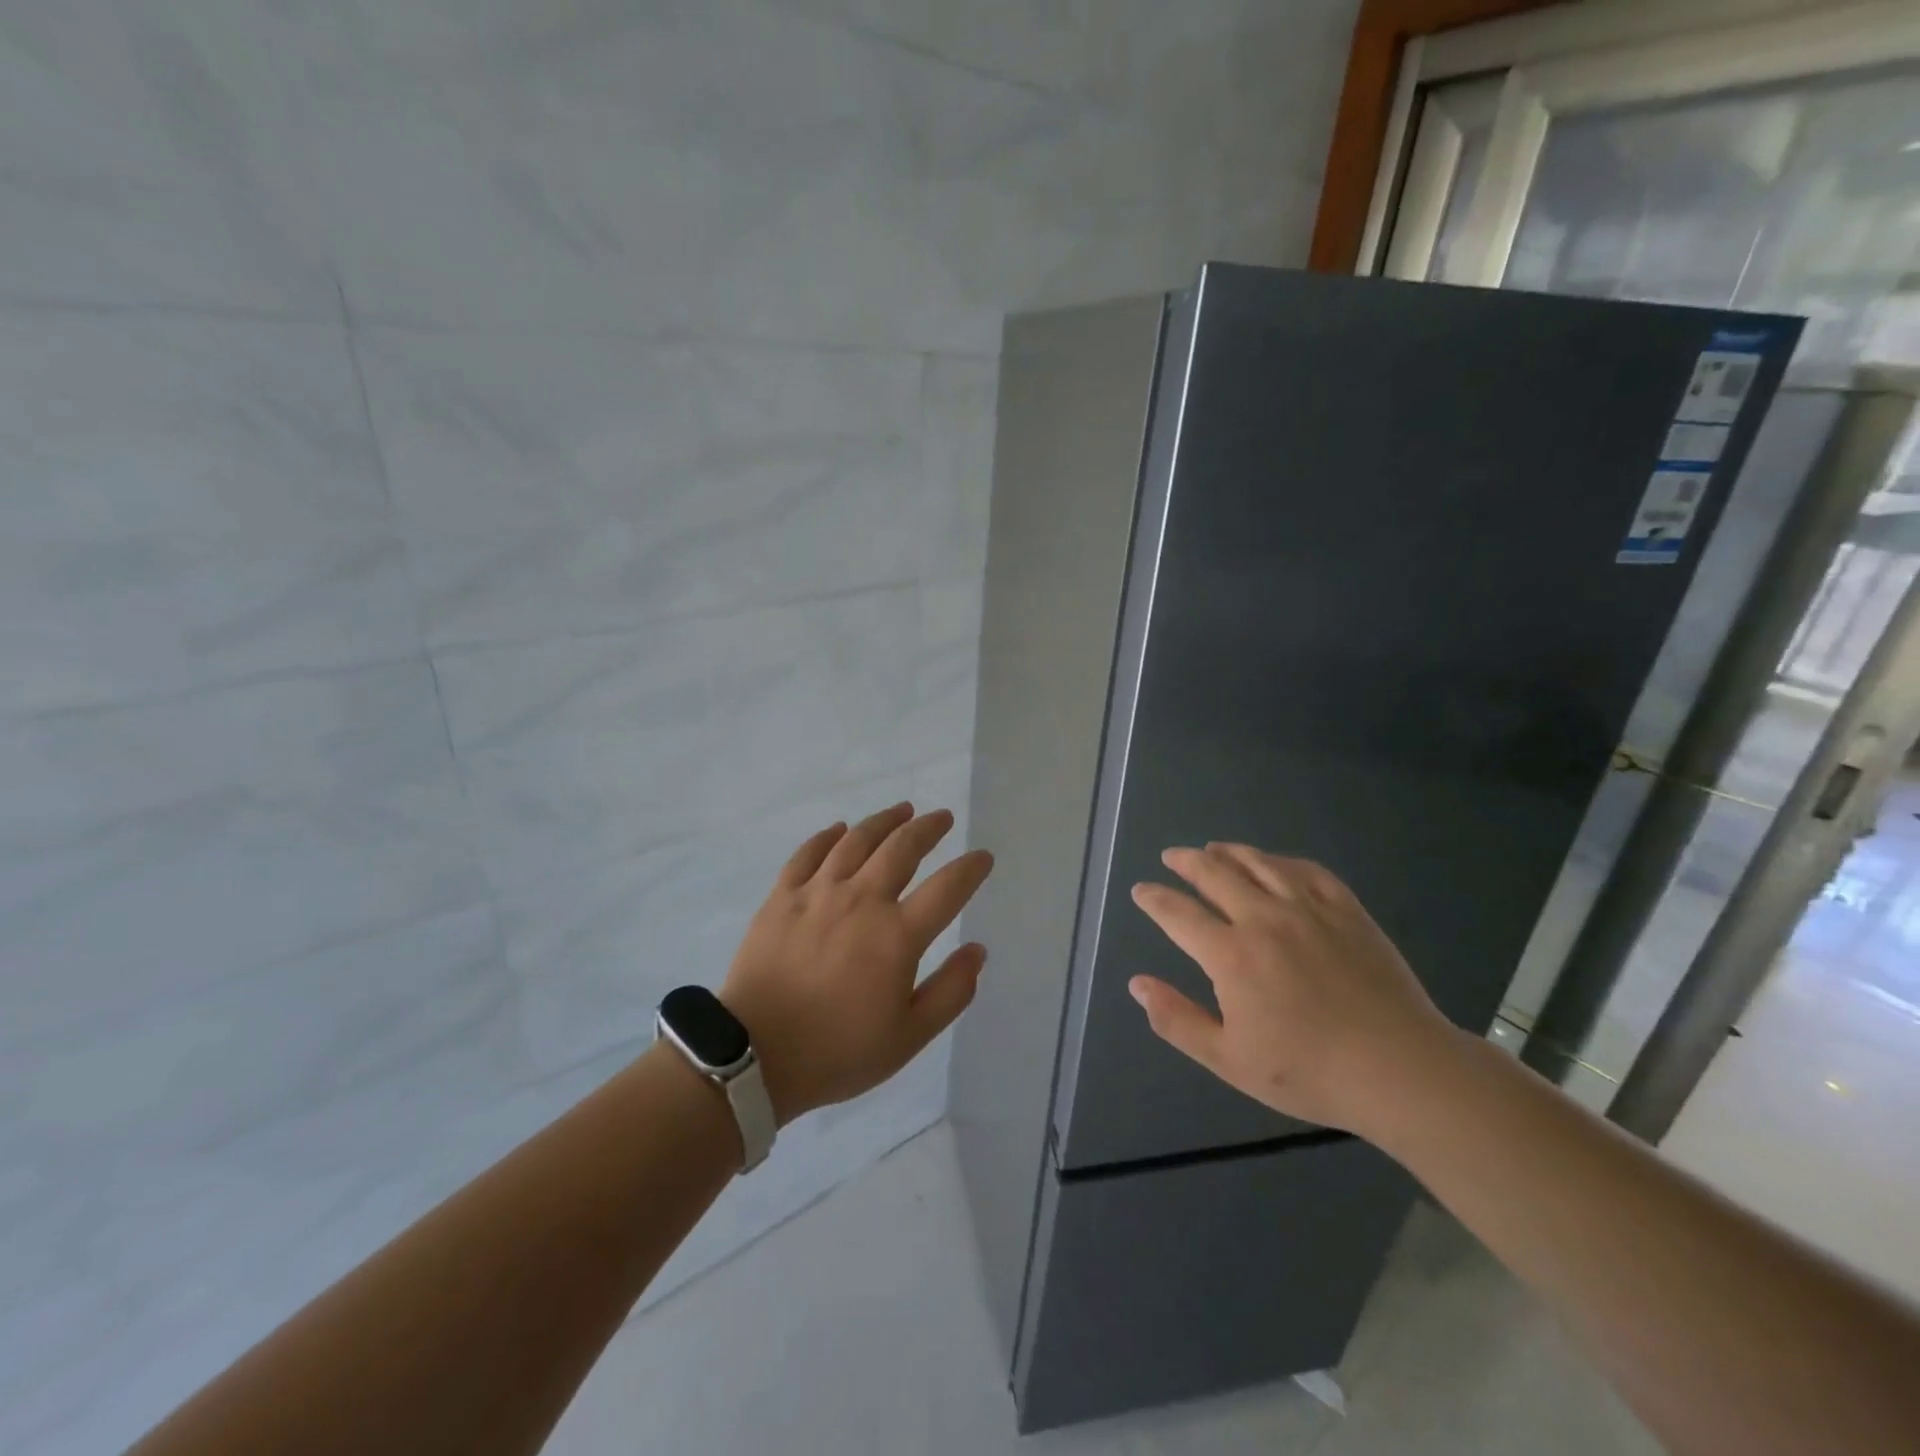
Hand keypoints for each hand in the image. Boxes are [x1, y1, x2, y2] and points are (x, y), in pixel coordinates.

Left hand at [720, 803, 994, 1124]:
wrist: (753, 1056)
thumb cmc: (837, 1050)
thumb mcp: (908, 1037)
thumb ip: (951, 991)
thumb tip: (978, 950)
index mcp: (897, 935)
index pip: (947, 888)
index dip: (970, 869)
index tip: (982, 858)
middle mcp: (861, 900)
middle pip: (902, 848)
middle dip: (928, 828)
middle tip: (942, 817)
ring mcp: (817, 893)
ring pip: (857, 840)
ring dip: (884, 821)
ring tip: (901, 810)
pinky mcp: (781, 897)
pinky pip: (808, 853)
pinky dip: (827, 836)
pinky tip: (839, 828)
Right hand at [1128, 845, 1457, 1133]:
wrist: (1401, 1070)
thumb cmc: (1308, 1071)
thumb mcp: (1229, 1059)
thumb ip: (1177, 1020)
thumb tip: (1137, 984)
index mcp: (1231, 954)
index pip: (1178, 913)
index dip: (1154, 898)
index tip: (1141, 890)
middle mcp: (1263, 918)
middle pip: (1214, 874)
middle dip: (1186, 862)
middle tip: (1171, 857)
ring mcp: (1308, 908)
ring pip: (1258, 863)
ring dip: (1228, 852)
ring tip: (1213, 848)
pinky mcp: (1346, 910)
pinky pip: (1306, 870)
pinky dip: (1281, 860)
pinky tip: (1274, 862)